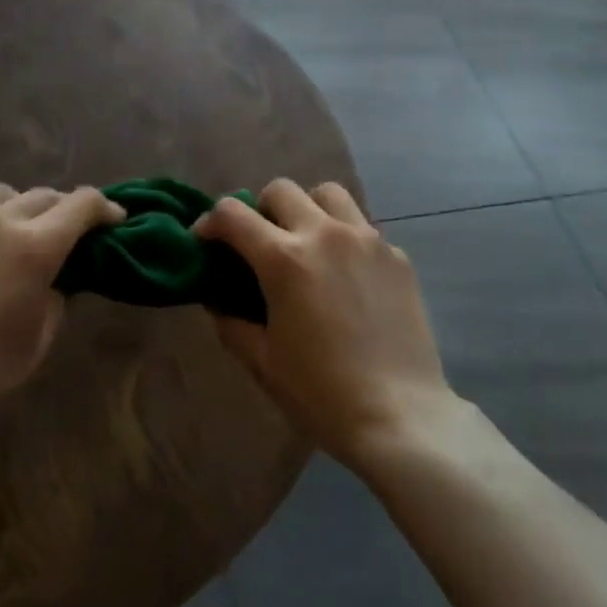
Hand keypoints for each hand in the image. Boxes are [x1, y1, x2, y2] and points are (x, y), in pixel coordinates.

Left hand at [0, 183, 124, 430]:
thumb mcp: (41, 334)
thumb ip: (57, 292)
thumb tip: (57, 273)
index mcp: (34, 246)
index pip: (82, 204)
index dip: (104, 207)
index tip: (112, 220)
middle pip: (42, 195)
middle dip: (61, 211)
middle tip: (61, 233)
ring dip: (14, 208)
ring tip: (9, 231)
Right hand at [195, 179, 456, 467]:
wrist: (400, 416)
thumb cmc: (321, 394)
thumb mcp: (262, 361)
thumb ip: (231, 321)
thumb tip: (218, 298)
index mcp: (284, 259)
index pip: (232, 214)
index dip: (209, 222)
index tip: (206, 242)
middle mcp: (325, 234)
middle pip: (281, 189)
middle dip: (260, 209)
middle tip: (260, 244)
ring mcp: (367, 240)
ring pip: (328, 193)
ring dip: (307, 208)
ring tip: (306, 243)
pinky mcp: (397, 255)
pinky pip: (362, 226)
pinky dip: (344, 237)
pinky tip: (346, 276)